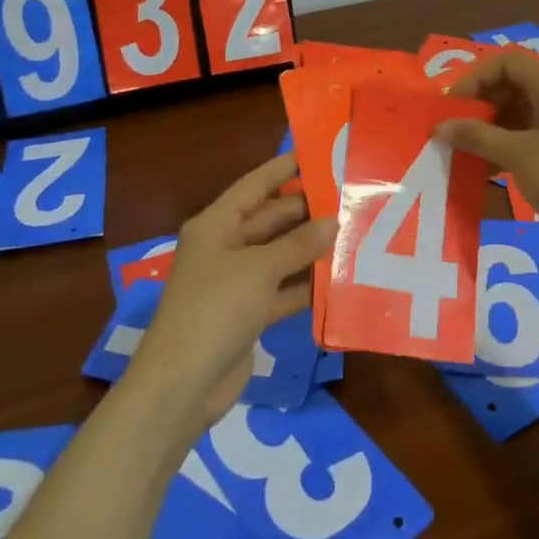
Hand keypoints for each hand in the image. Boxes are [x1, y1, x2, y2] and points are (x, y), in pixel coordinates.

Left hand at [128, 155, 334, 436]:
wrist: (183, 384)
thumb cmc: (215, 309)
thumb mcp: (258, 269)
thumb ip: (297, 244)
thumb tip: (332, 221)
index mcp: (216, 225)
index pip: (255, 186)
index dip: (284, 169)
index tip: (318, 153)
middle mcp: (226, 247)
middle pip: (271, 220)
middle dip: (307, 212)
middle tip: (350, 200)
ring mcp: (237, 282)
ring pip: (281, 256)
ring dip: (311, 250)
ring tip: (355, 233)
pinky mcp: (249, 314)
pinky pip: (283, 289)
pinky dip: (306, 286)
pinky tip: (340, 279)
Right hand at [437, 49, 538, 257]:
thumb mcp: (517, 156)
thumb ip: (476, 136)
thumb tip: (439, 126)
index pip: (507, 62)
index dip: (475, 78)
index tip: (452, 107)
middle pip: (516, 84)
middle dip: (482, 104)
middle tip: (457, 130)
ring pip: (525, 110)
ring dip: (495, 127)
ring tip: (470, 152)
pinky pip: (537, 132)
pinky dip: (513, 143)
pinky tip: (493, 169)